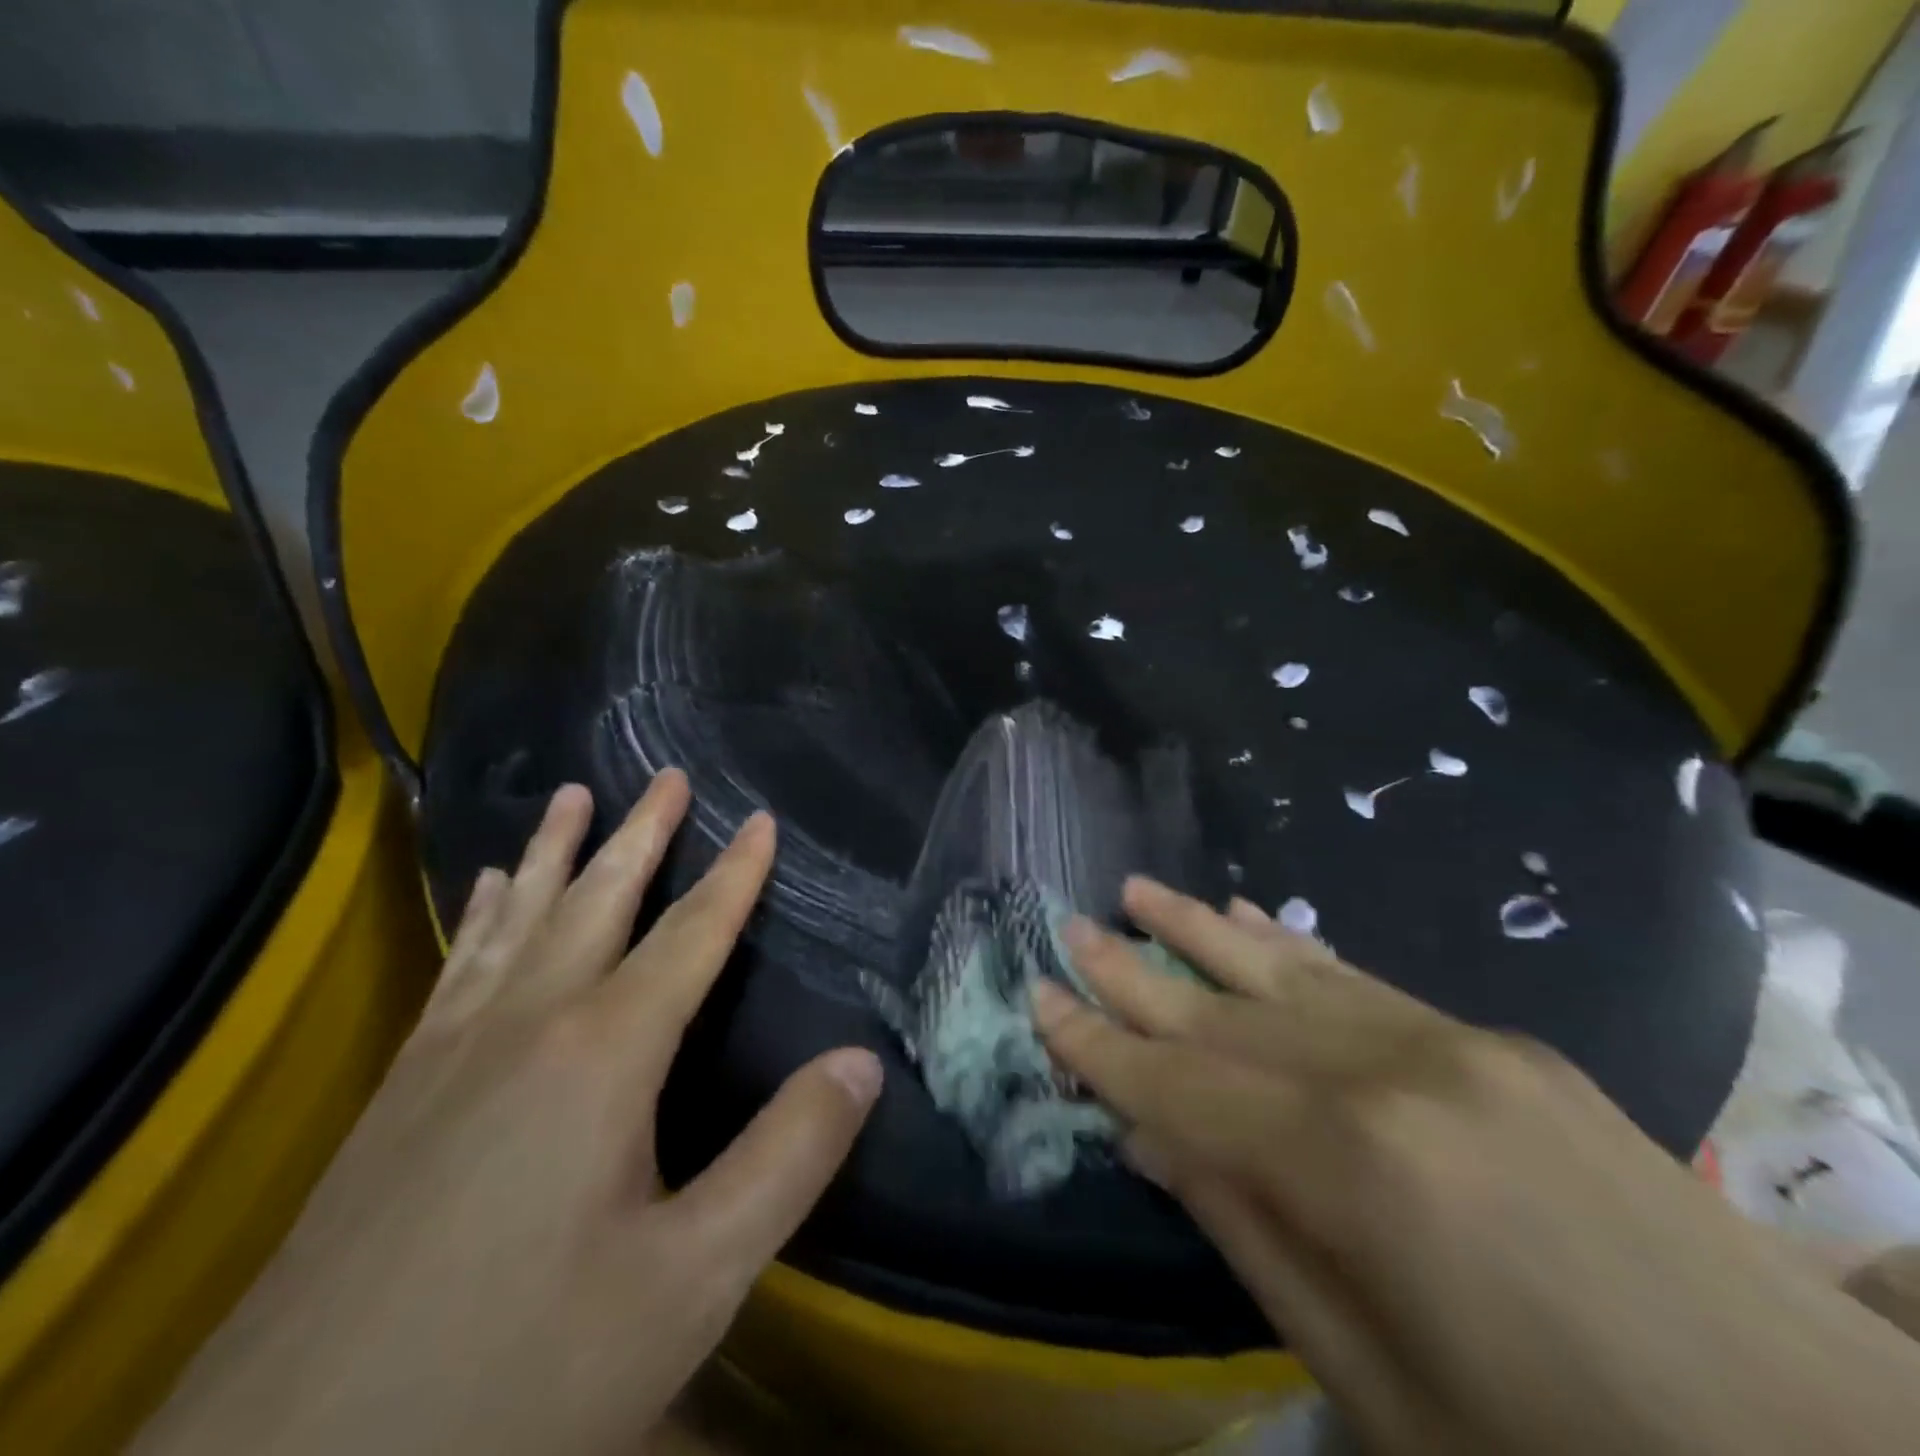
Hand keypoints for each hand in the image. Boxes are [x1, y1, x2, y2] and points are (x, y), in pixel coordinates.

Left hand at [134, 776, 881, 1455]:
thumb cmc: (519, 1371)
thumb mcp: (689, 1281)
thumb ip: (787, 1159)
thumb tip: (863, 1061)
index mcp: (603, 1053)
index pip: (691, 936)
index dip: (734, 875)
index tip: (760, 817)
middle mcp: (527, 1025)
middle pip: (597, 902)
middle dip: (638, 834)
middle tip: (664, 775)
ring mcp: (449, 1055)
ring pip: (516, 920)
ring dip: (551, 852)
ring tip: (569, 795)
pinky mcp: (397, 1095)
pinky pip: (456, 969)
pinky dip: (481, 915)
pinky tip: (482, 892)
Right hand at [1033, 881, 1919, 1455]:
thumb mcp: (1376, 1388)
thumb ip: (1250, 1239)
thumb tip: (1152, 1142)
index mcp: (1351, 1166)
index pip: (1182, 1089)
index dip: (1102, 1048)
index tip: (1041, 1001)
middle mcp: (1387, 1072)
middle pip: (1222, 1014)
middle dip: (1134, 973)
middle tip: (1068, 928)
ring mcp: (1449, 1042)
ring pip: (1286, 971)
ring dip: (1201, 931)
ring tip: (1137, 891)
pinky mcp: (1495, 1040)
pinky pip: (1361, 977)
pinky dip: (1292, 946)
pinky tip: (1250, 916)